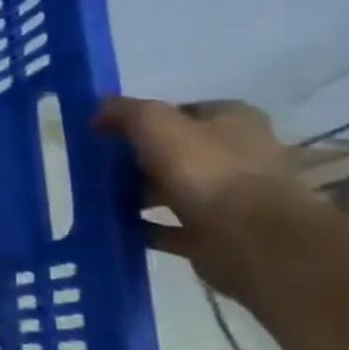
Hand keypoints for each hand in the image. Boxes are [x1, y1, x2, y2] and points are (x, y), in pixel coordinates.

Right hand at [93, 97, 312, 297]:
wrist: (250, 238)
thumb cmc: (205, 169)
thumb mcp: (154, 122)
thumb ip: (125, 111)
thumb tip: (99, 111)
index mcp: (233, 121)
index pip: (183, 111)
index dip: (145, 118)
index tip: (109, 131)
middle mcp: (237, 155)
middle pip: (177, 152)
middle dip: (138, 158)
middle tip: (98, 164)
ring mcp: (229, 198)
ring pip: (173, 190)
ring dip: (139, 193)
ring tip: (99, 195)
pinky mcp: (216, 234)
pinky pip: (170, 228)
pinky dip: (145, 227)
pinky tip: (115, 225)